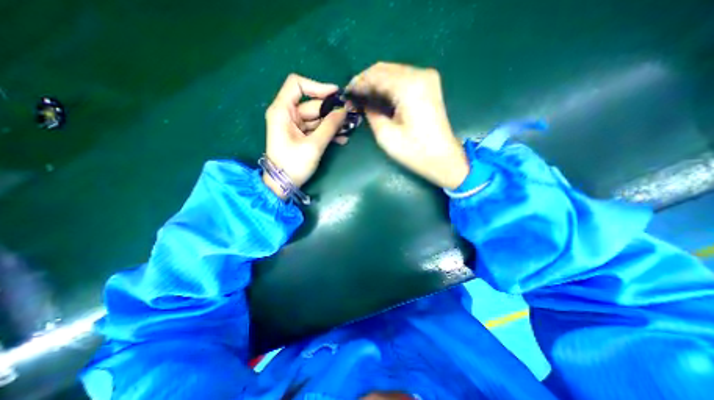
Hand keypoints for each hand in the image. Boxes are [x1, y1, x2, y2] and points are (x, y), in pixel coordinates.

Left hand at [265, 74, 348, 198]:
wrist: (283, 184)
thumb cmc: (293, 164)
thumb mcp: (313, 145)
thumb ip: (329, 126)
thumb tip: (344, 110)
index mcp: (282, 111)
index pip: (297, 85)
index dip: (317, 86)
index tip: (336, 94)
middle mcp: (287, 115)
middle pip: (312, 105)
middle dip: (332, 111)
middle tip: (352, 116)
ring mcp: (295, 126)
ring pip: (317, 118)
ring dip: (333, 124)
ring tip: (350, 129)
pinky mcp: (301, 136)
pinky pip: (317, 129)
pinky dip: (328, 133)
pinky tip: (342, 139)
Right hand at [349, 61, 472, 189]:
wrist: (443, 159)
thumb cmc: (414, 151)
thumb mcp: (385, 135)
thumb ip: (371, 112)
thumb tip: (361, 101)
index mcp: (408, 86)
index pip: (375, 75)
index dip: (358, 83)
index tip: (346, 94)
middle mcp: (419, 74)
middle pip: (384, 69)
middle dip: (366, 81)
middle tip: (353, 96)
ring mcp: (427, 78)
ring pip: (393, 72)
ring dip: (376, 83)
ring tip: (363, 98)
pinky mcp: (429, 85)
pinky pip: (402, 78)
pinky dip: (388, 86)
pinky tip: (379, 97)